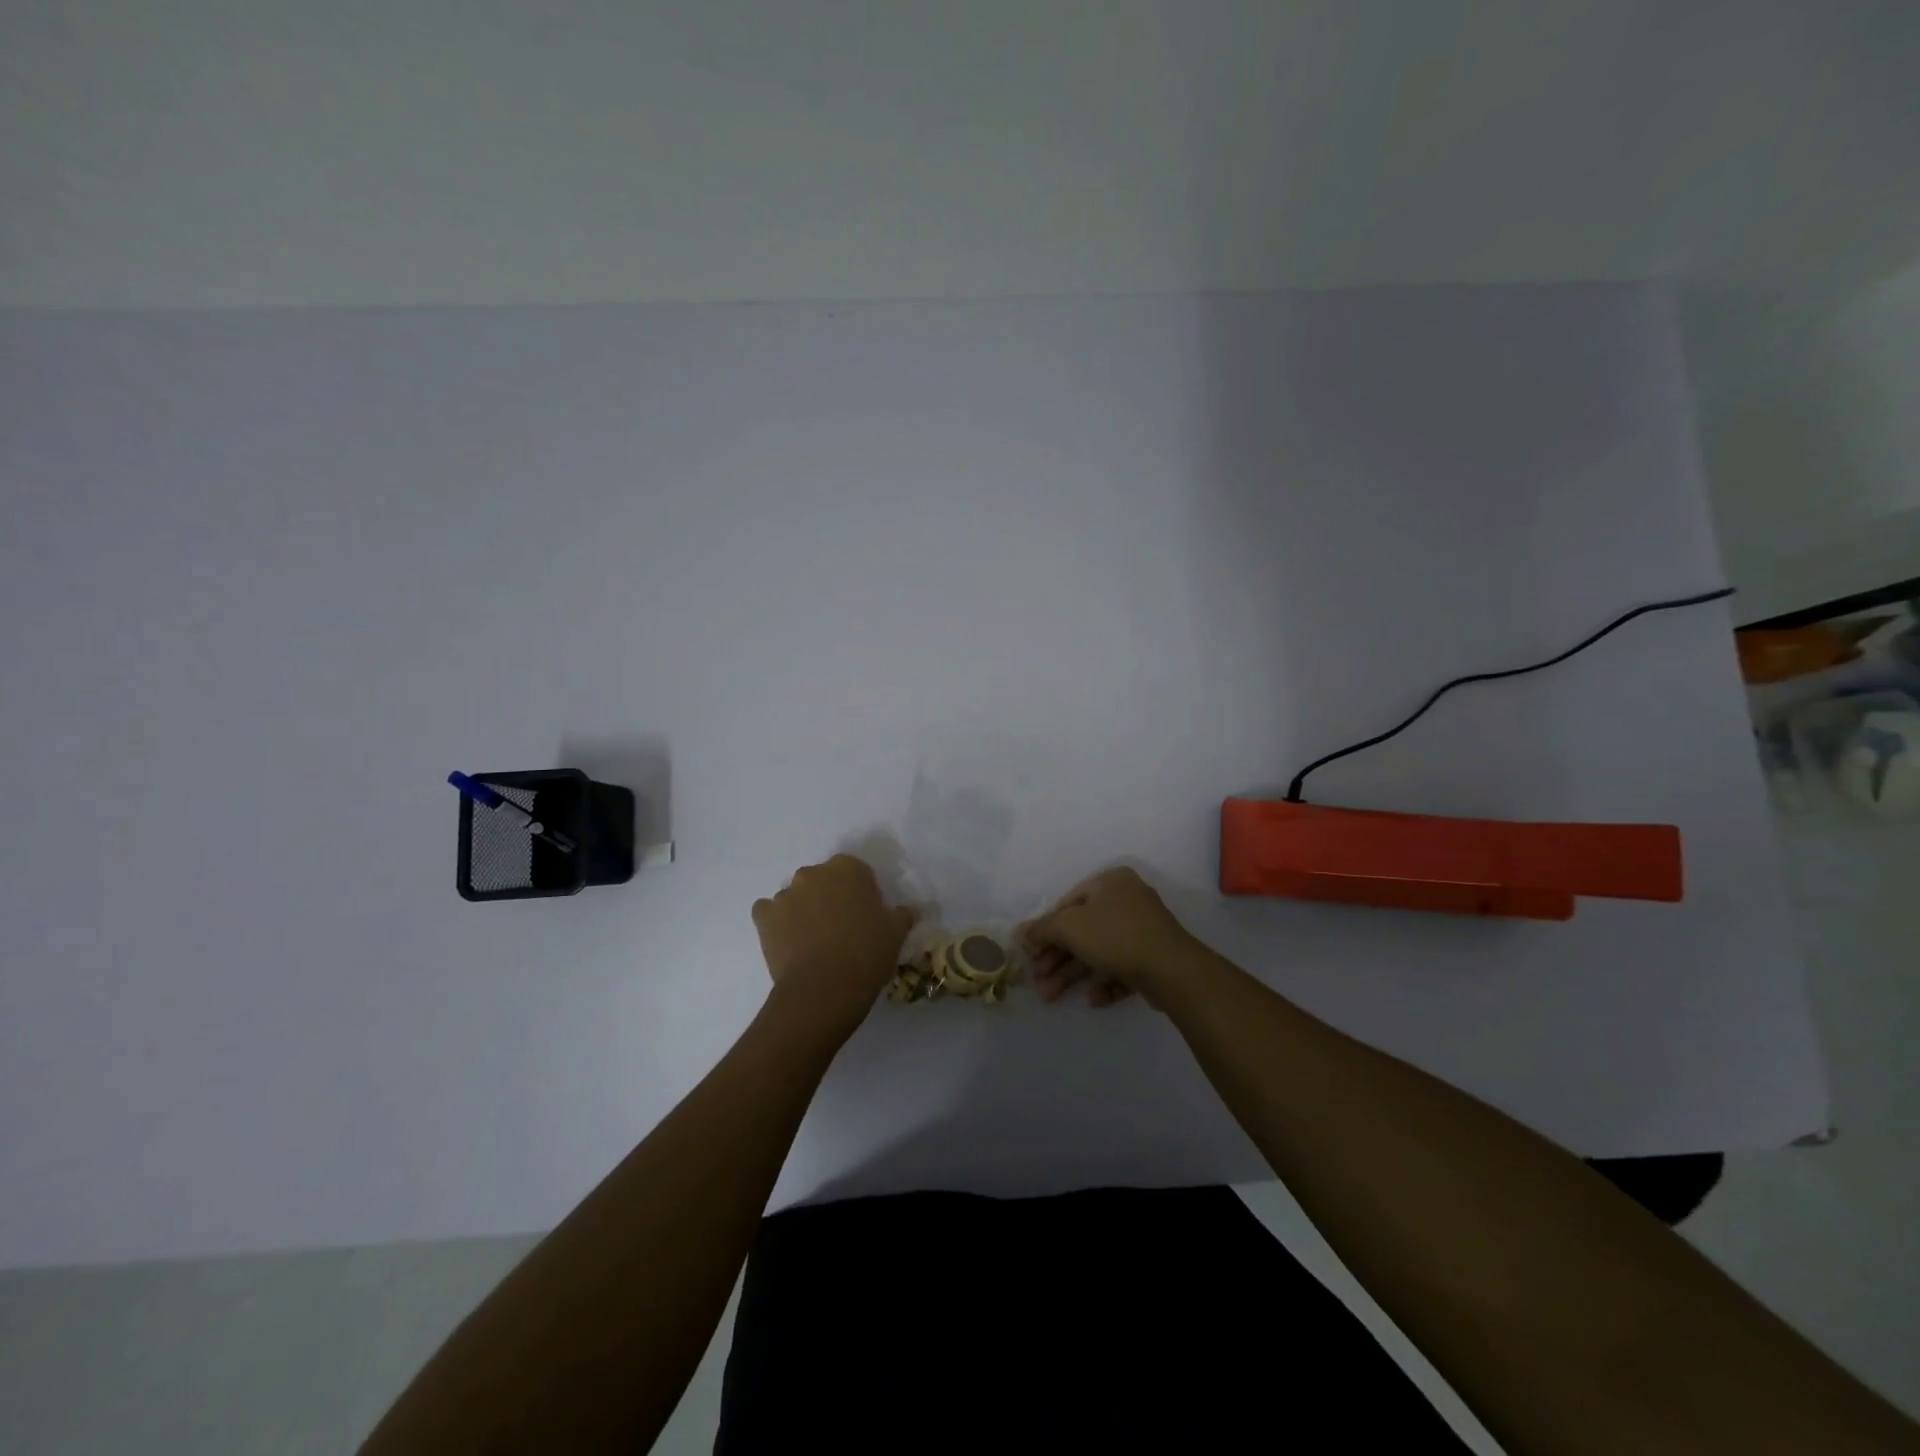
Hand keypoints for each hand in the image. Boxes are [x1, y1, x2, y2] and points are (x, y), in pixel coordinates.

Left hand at [752, 855, 916, 1036]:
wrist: (823, 990)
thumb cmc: (866, 954)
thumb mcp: (896, 933)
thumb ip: (903, 914)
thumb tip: (911, 909)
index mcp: (848, 869)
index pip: (855, 871)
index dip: (861, 893)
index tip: (866, 916)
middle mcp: (813, 873)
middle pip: (823, 880)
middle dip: (830, 897)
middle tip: (841, 928)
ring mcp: (785, 893)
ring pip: (796, 896)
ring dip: (803, 910)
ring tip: (813, 942)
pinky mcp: (764, 916)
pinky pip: (768, 912)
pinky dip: (776, 922)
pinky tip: (788, 942)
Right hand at [1019, 866, 1198, 1007]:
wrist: (1173, 970)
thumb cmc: (1116, 936)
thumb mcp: (1070, 927)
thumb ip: (1042, 928)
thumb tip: (1019, 932)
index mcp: (1111, 882)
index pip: (1068, 903)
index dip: (1046, 929)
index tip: (1031, 954)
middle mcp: (1128, 900)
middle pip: (1083, 930)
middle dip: (1058, 959)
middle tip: (1039, 982)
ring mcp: (1144, 929)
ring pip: (1100, 951)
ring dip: (1074, 974)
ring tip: (1052, 997)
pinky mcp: (1154, 957)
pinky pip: (1122, 967)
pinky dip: (1105, 981)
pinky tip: (1093, 999)